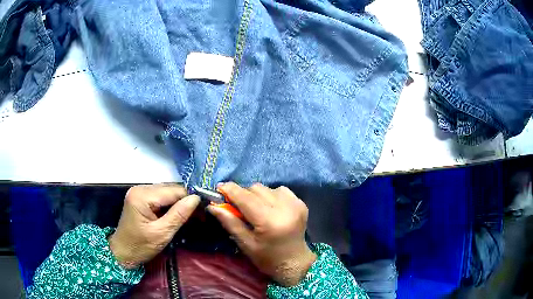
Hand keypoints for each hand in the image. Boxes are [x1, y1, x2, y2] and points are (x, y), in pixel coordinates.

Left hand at [108, 184, 199, 268]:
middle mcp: (140, 189)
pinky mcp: (140, 198)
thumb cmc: (140, 246)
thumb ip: (178, 215)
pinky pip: (160, 197)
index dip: (190, 198)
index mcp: (142, 196)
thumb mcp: (162, 233)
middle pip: (170, 189)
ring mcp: (139, 192)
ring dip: (179, 202)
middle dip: (185, 200)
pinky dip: (170, 205)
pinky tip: (178, 214)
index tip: (204, 210)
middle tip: (200, 214)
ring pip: (166, 192)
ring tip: (191, 215)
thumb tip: (196, 199)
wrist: (123, 253)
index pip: (173, 191)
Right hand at [207, 182, 316, 286]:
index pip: (245, 197)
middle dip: (242, 195)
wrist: (295, 262)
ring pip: (266, 188)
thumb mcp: (245, 244)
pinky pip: (279, 190)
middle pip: (255, 189)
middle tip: (237, 207)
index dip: (230, 190)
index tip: (219, 189)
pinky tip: (269, 209)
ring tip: (255, 210)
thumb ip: (230, 222)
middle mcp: (284, 208)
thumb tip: (212, 205)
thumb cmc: (268, 258)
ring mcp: (295, 204)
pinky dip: (270, 196)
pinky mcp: (300, 202)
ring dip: (256, 195)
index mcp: (269, 221)